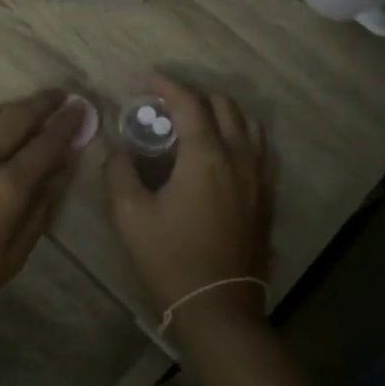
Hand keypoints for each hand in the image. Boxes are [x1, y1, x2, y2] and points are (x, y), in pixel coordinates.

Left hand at [0, 90, 90, 339]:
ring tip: (31, 105)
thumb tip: (64, 167)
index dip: (67, 124)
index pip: (47, 143)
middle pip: (17, 117)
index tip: (81, 108)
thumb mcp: (13, 257)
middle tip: (61, 95)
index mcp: (7, 188)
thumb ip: (42, 207)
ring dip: (14, 107)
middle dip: (43, 103)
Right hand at [104, 75, 273, 317]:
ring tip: (199, 119)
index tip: (150, 79)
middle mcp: (239, 158)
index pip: (190, 104)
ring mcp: (258, 178)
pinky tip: (226, 149)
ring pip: (250, 125)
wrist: (216, 306)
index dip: (169, 86)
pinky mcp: (265, 197)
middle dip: (197, 95)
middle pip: (225, 107)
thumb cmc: (169, 259)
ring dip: (224, 112)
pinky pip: (261, 149)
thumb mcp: (129, 215)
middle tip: (169, 102)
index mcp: (206, 157)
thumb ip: (119, 172)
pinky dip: (243, 135)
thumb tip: (118, 148)